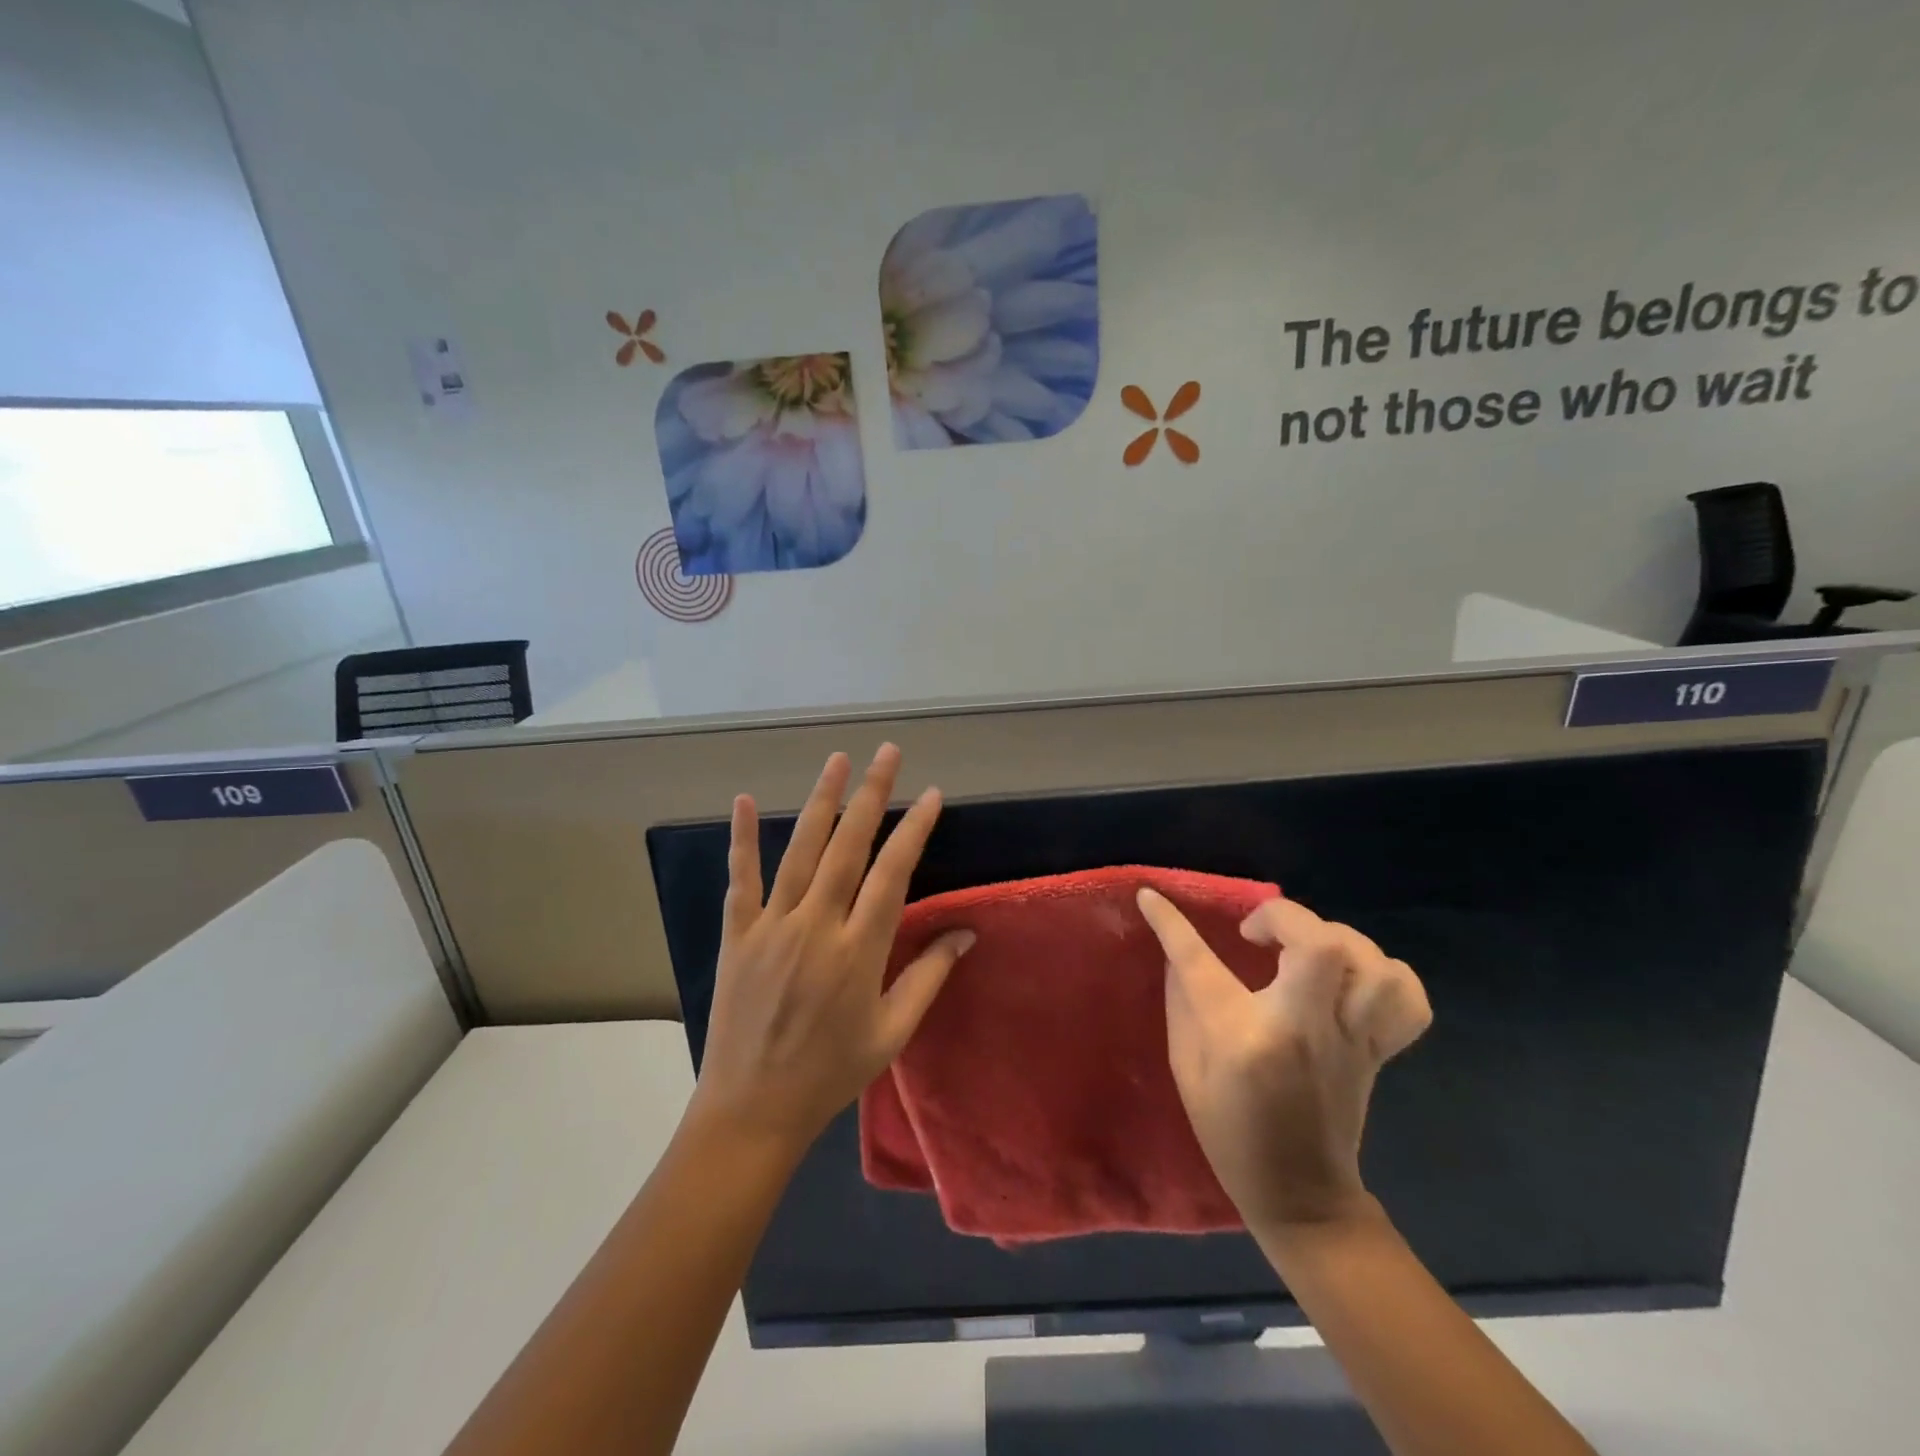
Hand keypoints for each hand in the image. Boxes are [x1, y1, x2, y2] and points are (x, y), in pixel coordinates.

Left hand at [690, 746, 973, 1156]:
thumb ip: (929, 976)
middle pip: (848, 847)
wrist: (753, 1108)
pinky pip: (741, 879)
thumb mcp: (892, 1032)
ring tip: (838, 760)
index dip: (914, 829)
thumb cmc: (831, 1072)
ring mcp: (772, 927)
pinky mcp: (737, 935)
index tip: (931, 795)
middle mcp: (817, 926)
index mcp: (859, 950)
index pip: (893, 873)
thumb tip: (967, 932)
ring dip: (821, 801)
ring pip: (800, 850)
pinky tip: (743, 799)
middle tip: (888, 753)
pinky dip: (741, 838)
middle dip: (872, 795)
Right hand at [1137, 891, 1430, 1233]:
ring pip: (1371, 965)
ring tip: (1306, 948)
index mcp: (1242, 1037)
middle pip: (1319, 945)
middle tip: (1256, 932)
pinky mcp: (1376, 1051)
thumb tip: (1177, 950)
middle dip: (1284, 917)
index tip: (1151, 897)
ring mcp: (1349, 1040)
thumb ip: (1182, 1002)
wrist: (1301, 1197)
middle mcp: (1302, 1029)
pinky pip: (1406, 999)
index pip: (1199, 960)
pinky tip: (1353, 976)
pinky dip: (1384, 974)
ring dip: (1337, 939)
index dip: (1170, 923)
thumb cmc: (1229, 1133)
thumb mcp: (1187, 1069)